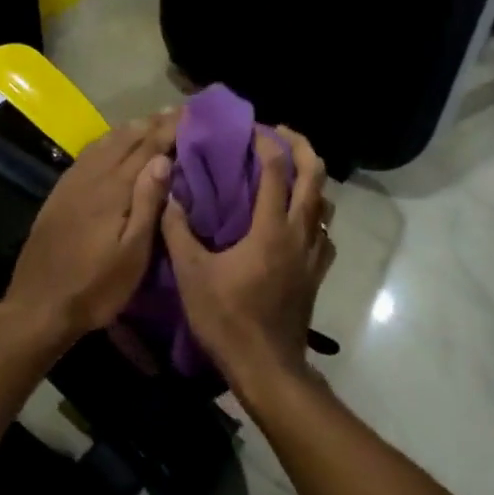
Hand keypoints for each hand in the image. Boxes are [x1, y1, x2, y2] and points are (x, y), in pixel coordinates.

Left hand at [3, 110, 178, 346]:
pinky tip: (110, 144)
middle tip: (176, 111)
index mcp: (113, 190)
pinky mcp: (58, 195)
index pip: (147, 148)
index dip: (169, 129)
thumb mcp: (133, 254)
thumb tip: (163, 159)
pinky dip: (105, 141)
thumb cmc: (96, 287)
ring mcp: (71, 184)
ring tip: (149, 121)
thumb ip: (147, 203)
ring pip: (103, 143)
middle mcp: (91, 178)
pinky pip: (86, 155)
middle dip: (151, 123)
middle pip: (124, 139)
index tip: (191, 113)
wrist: (39, 306)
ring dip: (128, 129)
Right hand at [162, 125, 334, 394]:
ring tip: (289, 172)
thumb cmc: (226, 319)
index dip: (265, 143)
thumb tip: (168, 196)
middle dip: (301, 146)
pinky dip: (315, 215)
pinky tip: (297, 221)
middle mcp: (300, 233)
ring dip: (311, 179)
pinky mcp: (317, 274)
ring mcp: (314, 254)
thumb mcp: (191, 274)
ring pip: (325, 203)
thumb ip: (178, 231)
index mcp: (271, 229)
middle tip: (280, 134)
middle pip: (315, 176)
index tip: (250, 129)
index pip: (276, 170)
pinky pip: (324, 232)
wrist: (266, 366)